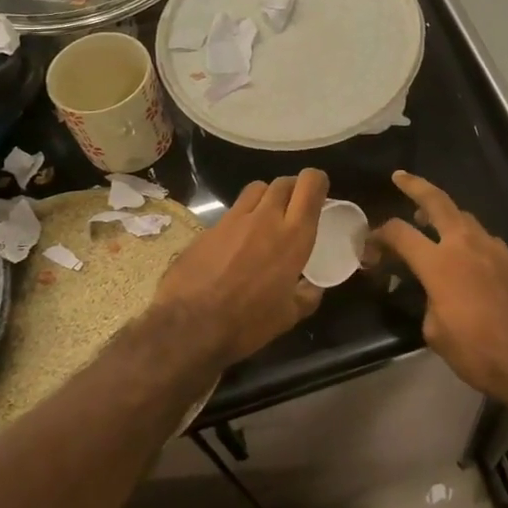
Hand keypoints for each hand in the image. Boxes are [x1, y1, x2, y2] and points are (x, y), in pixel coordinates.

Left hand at [156, 169, 327, 364]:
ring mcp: (234, 219)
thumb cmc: (247, 322)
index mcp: (293, 236)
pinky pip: (232, 211)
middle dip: (292, 189)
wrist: (189, 325)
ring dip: (266, 197)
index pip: (310, 185)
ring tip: (265, 217)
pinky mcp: (209, 227)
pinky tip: (236, 241)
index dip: (317, 182)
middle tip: (293, 208)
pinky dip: (241, 218)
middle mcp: (266, 218)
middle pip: (283, 182)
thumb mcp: (288, 316)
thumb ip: (306, 296)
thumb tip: (314, 287)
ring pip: (256, 189)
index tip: (319, 195)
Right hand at [374, 171, 507, 404]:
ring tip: (430, 219)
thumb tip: (434, 295)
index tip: (369, 245)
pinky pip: (485, 239)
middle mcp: (466, 245)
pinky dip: (468, 238)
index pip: (400, 233)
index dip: (379, 235)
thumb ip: (428, 302)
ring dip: (445, 214)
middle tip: (401, 177)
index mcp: (439, 263)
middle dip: (416, 186)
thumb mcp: (436, 333)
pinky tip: (466, 255)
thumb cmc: (480, 351)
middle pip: (437, 202)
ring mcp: (494, 249)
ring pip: (465, 218)